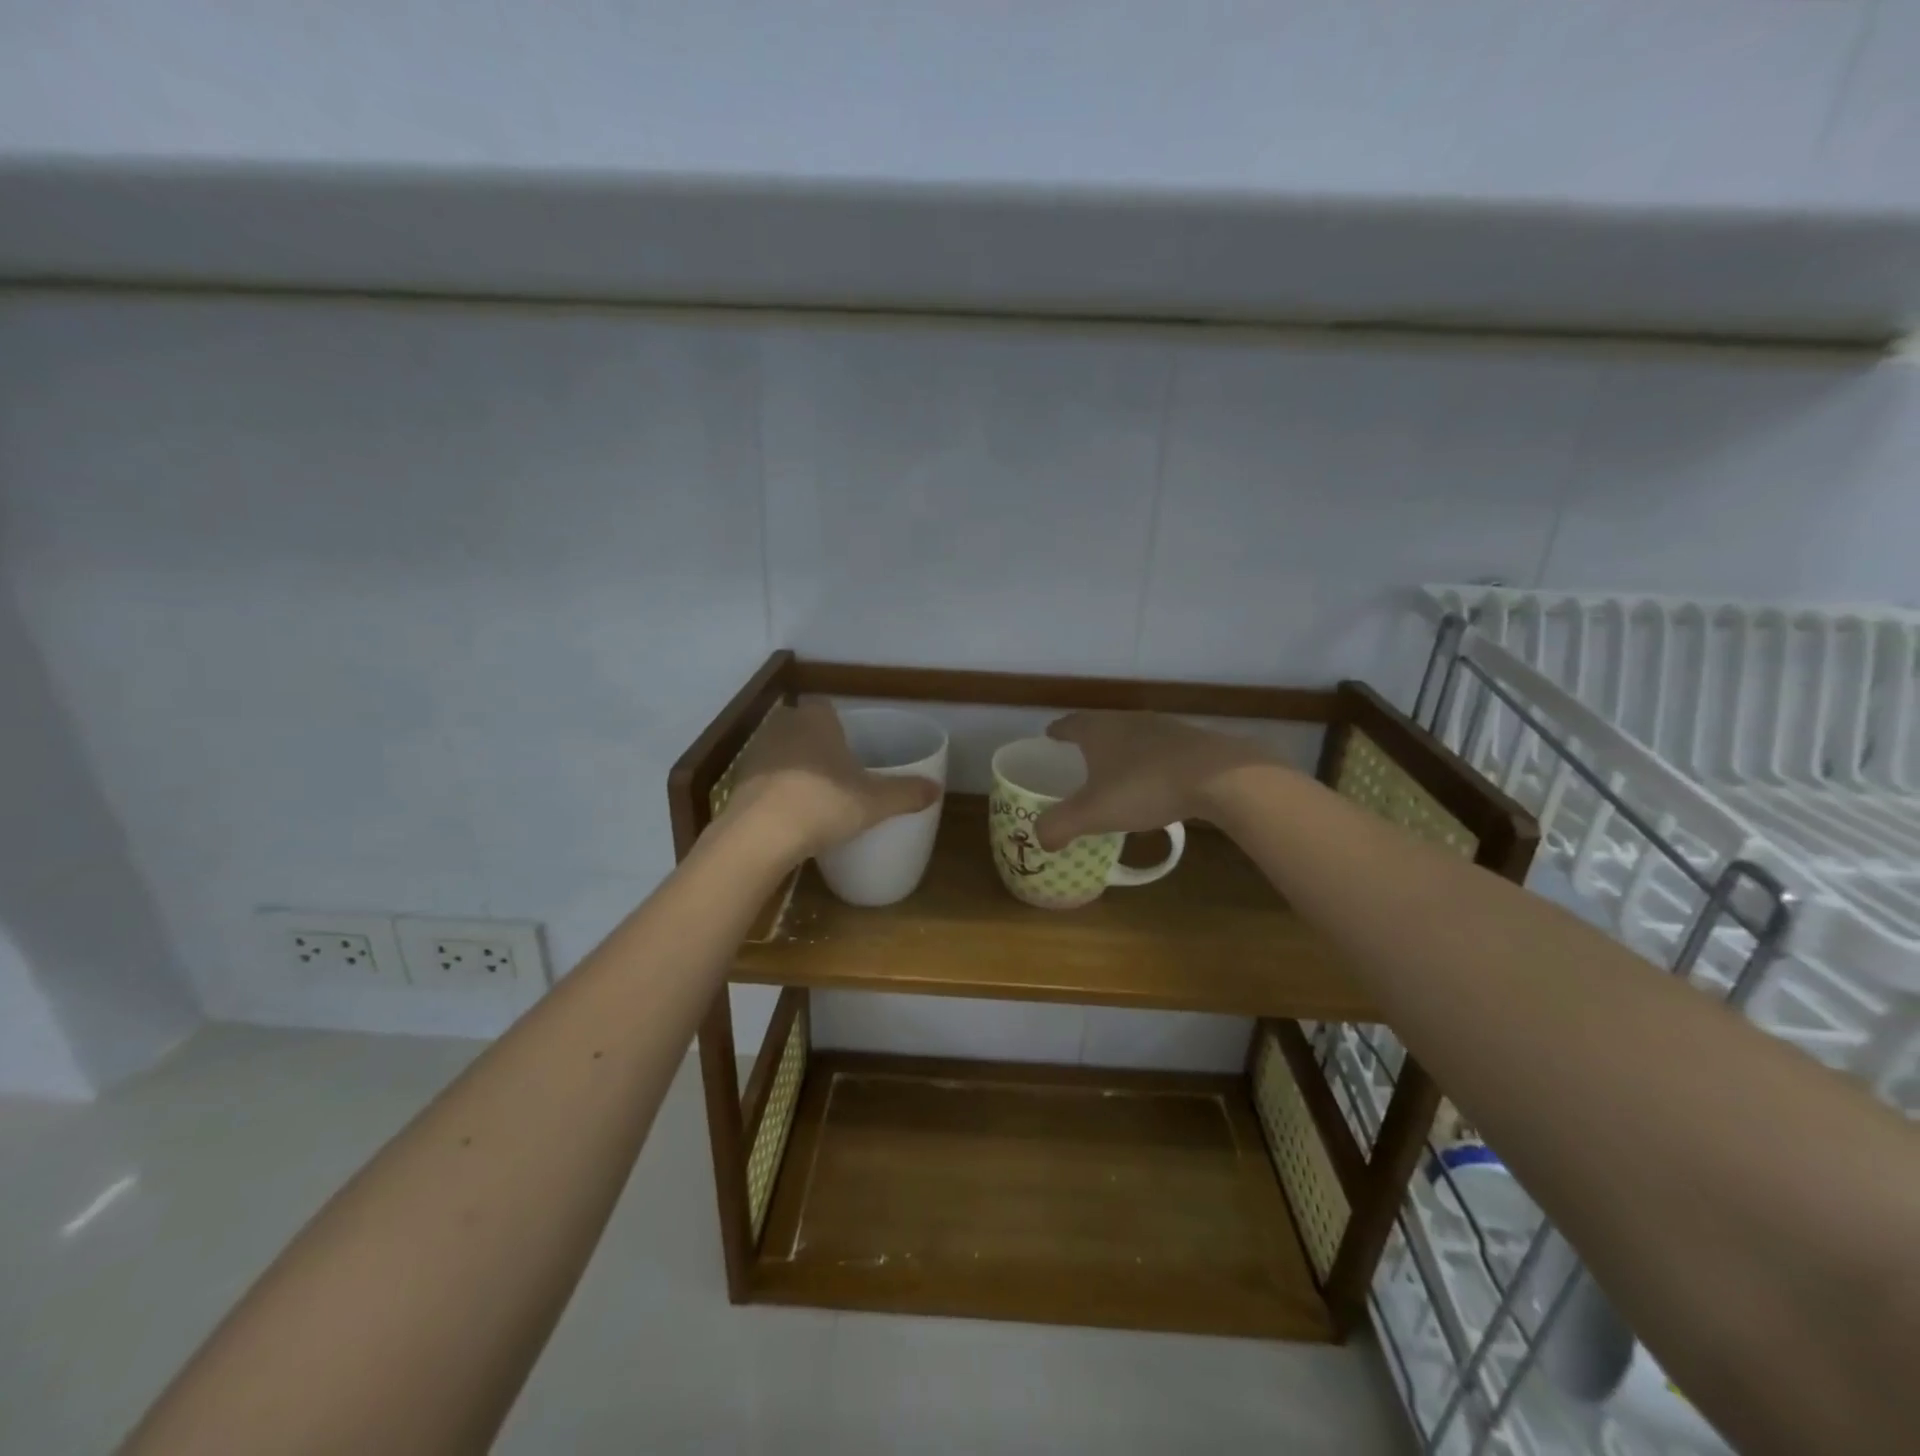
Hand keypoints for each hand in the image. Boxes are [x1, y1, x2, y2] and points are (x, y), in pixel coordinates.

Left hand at [721, 702, 940, 861]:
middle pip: (804, 729)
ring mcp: (756, 753)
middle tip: (840, 774)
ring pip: (782, 753)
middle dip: (819, 746)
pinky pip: (764, 779)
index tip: (853, 749)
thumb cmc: (823, 803)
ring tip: (816, 796)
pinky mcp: (738, 782)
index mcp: (817, 720)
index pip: (828, 709)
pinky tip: (790, 814)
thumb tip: (937, 789)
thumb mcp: (874, 802)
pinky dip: (776, 791)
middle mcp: (783, 726)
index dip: (841, 726)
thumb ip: (906, 793)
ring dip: (796, 768)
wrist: (759, 835)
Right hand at [1034, 712, 1273, 850]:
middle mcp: (1128, 720)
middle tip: (1078, 755)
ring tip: (1115, 770)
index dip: (1058, 731)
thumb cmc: (1145, 787)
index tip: (1050, 735)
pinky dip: (1150, 762)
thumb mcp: (1094, 813)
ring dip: (1121, 751)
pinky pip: (1160, 750)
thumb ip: (1060, 825)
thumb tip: (1041, 837)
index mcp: (1099, 730)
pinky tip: (1155, 783)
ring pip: (1133, 736)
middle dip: (1089, 739)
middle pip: (1102, 725)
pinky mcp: (1192, 742)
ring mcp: (1163, 728)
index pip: (1070, 724)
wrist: (1219, 776)